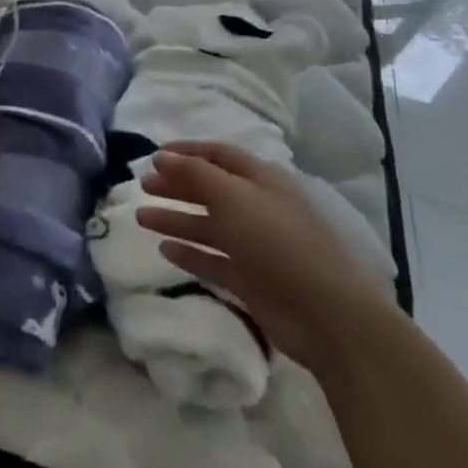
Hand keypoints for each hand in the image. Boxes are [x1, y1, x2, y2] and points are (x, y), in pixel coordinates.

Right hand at [135, 142, 391, 369]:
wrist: (327, 315)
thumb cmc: (278, 243)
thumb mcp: (233, 197)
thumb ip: (194, 174)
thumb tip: (162, 157)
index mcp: (263, 182)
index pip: (220, 155)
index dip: (187, 152)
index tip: (154, 155)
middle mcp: (259, 209)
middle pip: (211, 190)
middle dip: (177, 186)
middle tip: (143, 185)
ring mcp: (256, 247)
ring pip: (208, 226)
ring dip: (175, 219)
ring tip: (141, 218)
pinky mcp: (251, 280)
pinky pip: (213, 260)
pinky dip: (190, 254)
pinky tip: (165, 250)